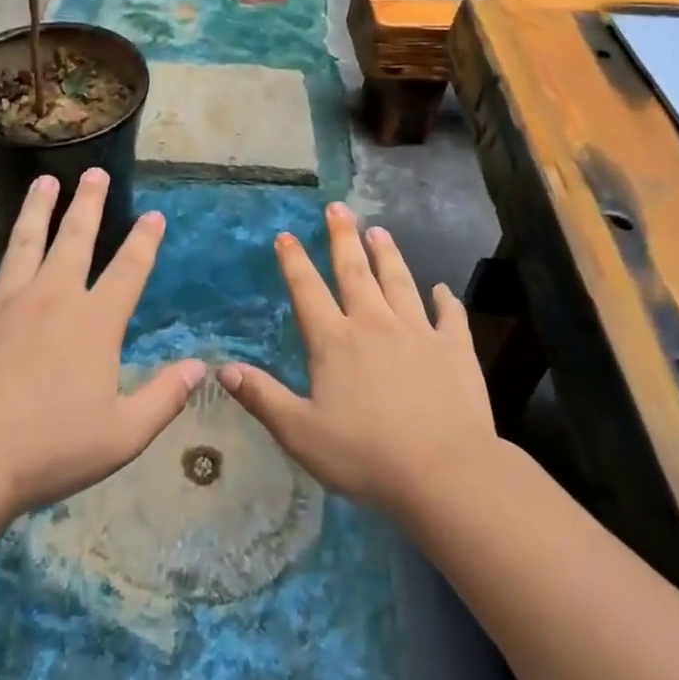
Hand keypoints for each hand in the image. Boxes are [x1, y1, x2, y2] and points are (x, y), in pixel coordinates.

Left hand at [0, 169, 204, 518]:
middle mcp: (53, 297)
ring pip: (24, 241)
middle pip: (76, 238)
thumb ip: (164, 397)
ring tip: (45, 181)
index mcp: (95, 322)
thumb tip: (200, 367)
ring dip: (37, 209)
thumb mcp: (124, 434)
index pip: (129, 269)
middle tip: (95, 173)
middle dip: (89, 203)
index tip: (155, 216)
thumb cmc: (51, 448)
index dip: (145, 240)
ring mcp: (4, 299)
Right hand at [220, 202, 496, 517]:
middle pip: (355, 272)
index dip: (294, 261)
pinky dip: (445, 300)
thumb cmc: (365, 455)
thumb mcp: (300, 432)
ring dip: (387, 254)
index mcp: (335, 341)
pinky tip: (442, 289)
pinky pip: (450, 316)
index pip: (308, 290)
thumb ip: (262, 397)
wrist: (444, 472)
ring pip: (399, 282)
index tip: (286, 235)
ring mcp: (418, 332)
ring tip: (379, 230)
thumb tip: (223, 369)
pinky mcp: (455, 349)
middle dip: (343, 237)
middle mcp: (374, 324)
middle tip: (338, 207)